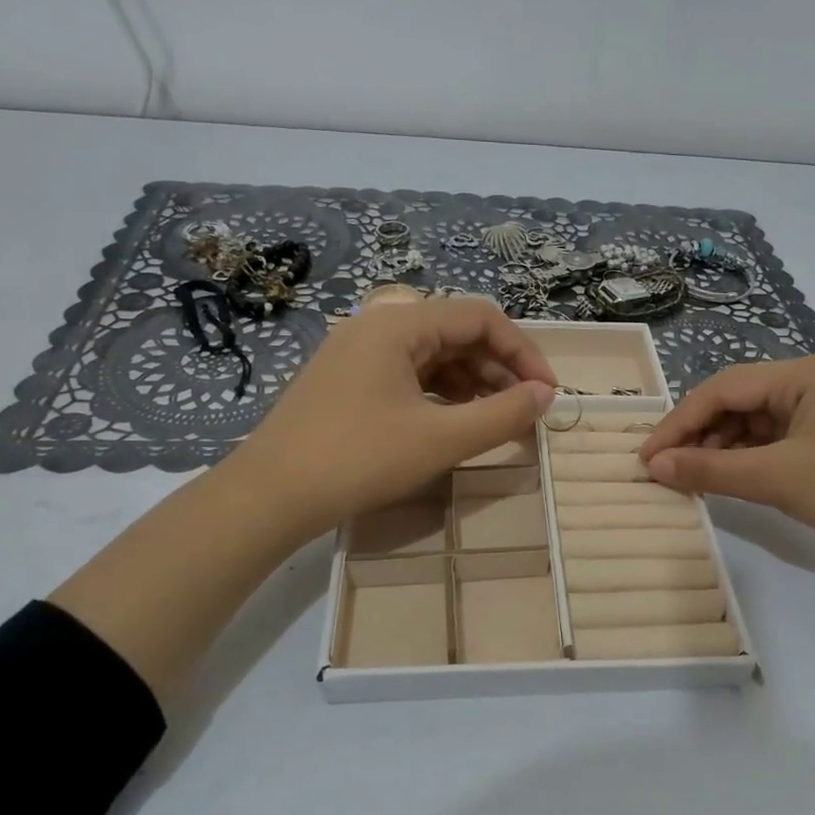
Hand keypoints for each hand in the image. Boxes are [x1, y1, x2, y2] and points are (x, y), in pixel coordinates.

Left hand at [236, 297, 556, 542]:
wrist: (269, 496)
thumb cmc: (359, 459)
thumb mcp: (441, 439)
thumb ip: (502, 414)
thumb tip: (545, 396)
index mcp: (399, 324)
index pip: (480, 317)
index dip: (523, 351)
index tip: (546, 392)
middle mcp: (378, 326)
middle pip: (457, 332)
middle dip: (499, 368)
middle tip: (526, 410)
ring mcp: (358, 353)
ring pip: (434, 355)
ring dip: (473, 382)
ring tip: (497, 418)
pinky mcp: (348, 381)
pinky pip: (410, 374)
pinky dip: (442, 393)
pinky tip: (456, 421)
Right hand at [637, 356, 814, 570]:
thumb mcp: (777, 477)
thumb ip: (710, 468)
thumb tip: (654, 465)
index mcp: (801, 374)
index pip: (722, 388)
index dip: (678, 422)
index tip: (646, 457)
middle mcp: (809, 385)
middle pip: (735, 403)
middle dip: (697, 435)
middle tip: (665, 469)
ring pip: (751, 425)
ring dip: (718, 449)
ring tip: (690, 478)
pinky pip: (770, 444)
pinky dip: (743, 462)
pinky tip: (725, 481)